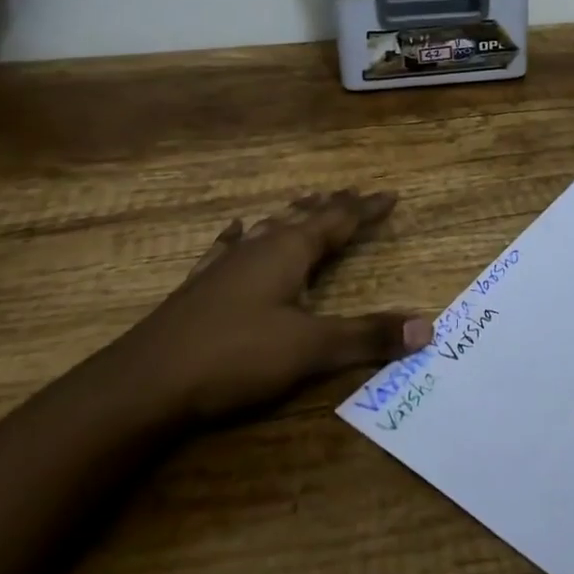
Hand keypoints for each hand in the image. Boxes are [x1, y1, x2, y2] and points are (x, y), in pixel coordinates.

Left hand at [121, 190, 432, 421]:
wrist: (145, 382)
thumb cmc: (235, 357)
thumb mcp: (310, 349)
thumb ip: (367, 337)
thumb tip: (427, 327)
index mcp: (290, 252)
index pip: (339, 221)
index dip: (366, 209)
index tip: (390, 194)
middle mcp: (260, 247)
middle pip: (304, 217)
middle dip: (333, 206)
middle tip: (354, 192)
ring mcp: (226, 264)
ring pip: (269, 228)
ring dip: (293, 215)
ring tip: (308, 201)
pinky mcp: (200, 286)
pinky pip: (227, 248)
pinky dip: (239, 236)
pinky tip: (237, 229)